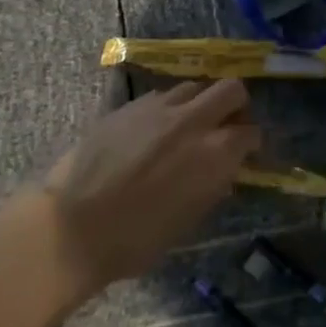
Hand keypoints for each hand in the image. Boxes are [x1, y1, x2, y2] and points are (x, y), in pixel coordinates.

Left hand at [39, 81, 259, 298]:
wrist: (73, 226)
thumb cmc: (135, 240)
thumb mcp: (188, 221)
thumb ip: (211, 186)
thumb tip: (223, 169)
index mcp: (214, 154)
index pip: (250, 132)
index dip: (252, 142)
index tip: (247, 152)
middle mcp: (192, 121)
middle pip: (230, 89)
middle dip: (236, 105)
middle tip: (226, 125)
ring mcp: (159, 107)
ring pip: (194, 86)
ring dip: (199, 102)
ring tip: (188, 125)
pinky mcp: (130, 105)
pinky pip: (162, 95)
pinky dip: (168, 107)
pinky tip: (155, 129)